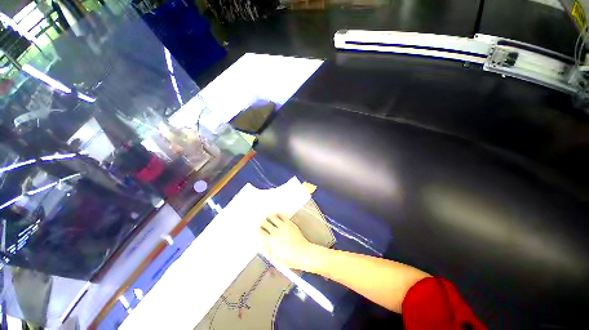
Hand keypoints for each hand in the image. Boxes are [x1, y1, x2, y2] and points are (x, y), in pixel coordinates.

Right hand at [259, 214, 315, 270]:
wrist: (302, 253)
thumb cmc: (290, 258)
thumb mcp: (275, 257)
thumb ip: (268, 248)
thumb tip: (264, 243)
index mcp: (269, 241)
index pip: (260, 232)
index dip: (259, 230)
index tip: (260, 229)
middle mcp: (275, 232)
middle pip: (265, 223)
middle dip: (263, 222)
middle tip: (263, 221)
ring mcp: (282, 227)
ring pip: (272, 217)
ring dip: (270, 217)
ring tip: (269, 216)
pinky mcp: (289, 223)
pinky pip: (282, 216)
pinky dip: (278, 215)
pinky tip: (278, 215)